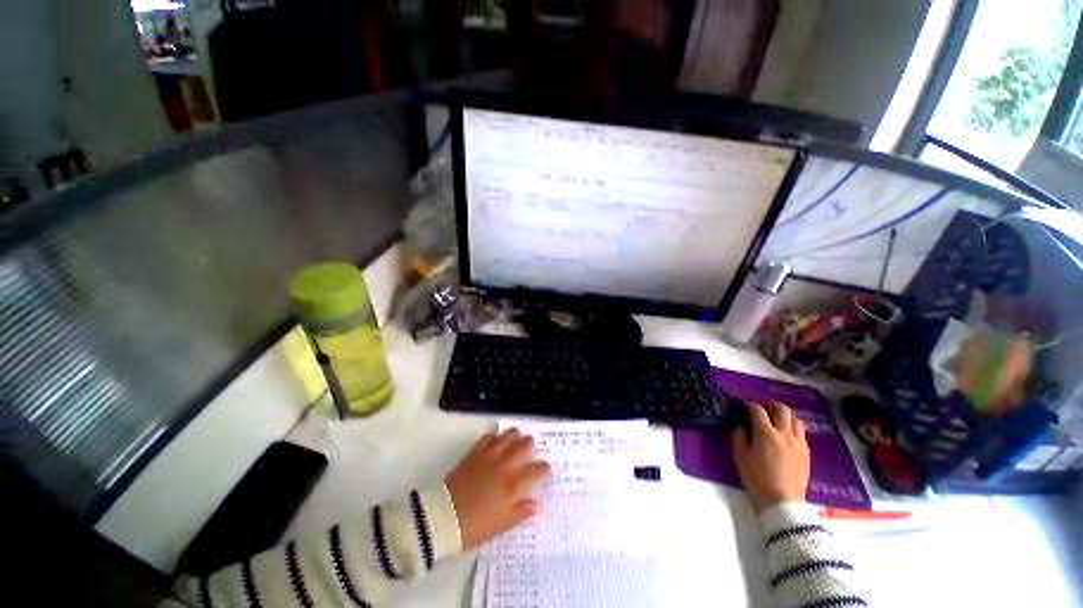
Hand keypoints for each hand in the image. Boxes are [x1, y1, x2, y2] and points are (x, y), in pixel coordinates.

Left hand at [445, 428, 550, 549]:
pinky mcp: (475, 453)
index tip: (546, 468)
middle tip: (531, 446)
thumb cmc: (475, 526)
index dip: (544, 468)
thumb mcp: (502, 525)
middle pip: (524, 446)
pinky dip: (494, 437)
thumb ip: (521, 513)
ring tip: (517, 435)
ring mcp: (490, 457)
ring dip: (514, 435)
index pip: (536, 471)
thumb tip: (537, 506)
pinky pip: (488, 438)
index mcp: (513, 485)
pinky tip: (495, 440)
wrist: (445, 517)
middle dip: (530, 444)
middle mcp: (505, 466)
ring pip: (507, 437)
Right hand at [732, 402, 809, 509]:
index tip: (743, 404)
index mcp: (766, 433)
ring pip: (796, 419)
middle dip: (769, 404)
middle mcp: (784, 434)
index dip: (749, 404)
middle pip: (782, 409)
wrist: (782, 501)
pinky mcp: (806, 452)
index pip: (758, 410)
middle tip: (761, 407)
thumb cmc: (757, 477)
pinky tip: (785, 434)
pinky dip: (792, 427)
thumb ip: (739, 435)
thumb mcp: (740, 455)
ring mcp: (798, 443)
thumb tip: (742, 425)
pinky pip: (801, 432)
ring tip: (776, 418)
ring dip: (785, 414)